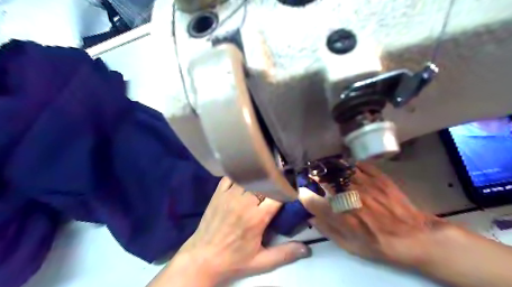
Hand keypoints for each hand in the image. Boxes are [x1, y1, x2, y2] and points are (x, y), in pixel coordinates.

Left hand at [166, 178, 309, 284]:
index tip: (291, 190)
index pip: (278, 195)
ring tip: (266, 176)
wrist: (202, 259)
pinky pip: (231, 177)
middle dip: (274, 182)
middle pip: (265, 183)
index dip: (287, 191)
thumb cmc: (233, 260)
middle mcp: (244, 202)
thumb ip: (285, 254)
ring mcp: (229, 195)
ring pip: (249, 177)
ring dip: (260, 177)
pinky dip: (240, 174)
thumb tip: (307, 249)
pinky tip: (247, 175)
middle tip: (281, 181)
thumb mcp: (261, 262)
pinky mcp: (218, 193)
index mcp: (257, 218)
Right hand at [301, 162, 448, 267]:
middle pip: (325, 179)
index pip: (312, 200)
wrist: (414, 237)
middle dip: (315, 176)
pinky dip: (350, 165)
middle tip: (312, 175)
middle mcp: (349, 196)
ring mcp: (364, 184)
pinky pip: (358, 164)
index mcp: (341, 216)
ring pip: (340, 169)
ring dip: (330, 168)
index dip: (303, 193)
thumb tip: (311, 216)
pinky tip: (348, 167)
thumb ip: (327, 230)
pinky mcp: (378, 177)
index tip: (302, 191)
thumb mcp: (350, 246)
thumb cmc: (379, 244)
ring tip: (327, 168)